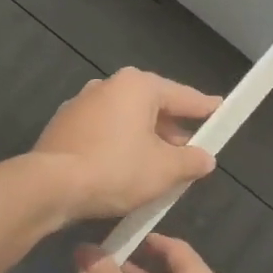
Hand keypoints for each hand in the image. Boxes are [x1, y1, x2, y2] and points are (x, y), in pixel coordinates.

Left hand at [32, 68, 220, 220]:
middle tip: (191, 151)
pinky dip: (120, 147)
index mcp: (137, 86)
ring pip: (126, 120)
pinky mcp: (63, 127)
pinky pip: (104, 133)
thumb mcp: (165, 170)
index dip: (205, 108)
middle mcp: (107, 86)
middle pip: (152, 107)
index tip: (222, 111)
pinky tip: (126, 171)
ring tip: (159, 167)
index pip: (183, 96)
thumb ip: (191, 161)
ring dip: (145, 140)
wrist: (50, 186)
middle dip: (173, 130)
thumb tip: (205, 158)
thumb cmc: (116, 170)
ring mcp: (81, 105)